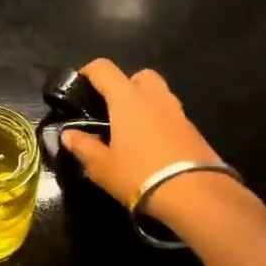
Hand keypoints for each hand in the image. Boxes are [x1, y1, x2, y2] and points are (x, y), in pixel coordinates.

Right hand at [58, 60, 242, 227]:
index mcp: (127, 98)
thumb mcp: (102, 166)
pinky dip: (160, 122)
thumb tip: (68, 134)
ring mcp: (178, 112)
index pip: (104, 69)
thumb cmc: (140, 174)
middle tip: (112, 107)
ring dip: (145, 104)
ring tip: (131, 129)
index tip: (79, 84)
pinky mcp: (195, 131)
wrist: (197, 196)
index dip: (88, 71)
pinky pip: (172, 116)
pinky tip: (152, 146)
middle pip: (139, 75)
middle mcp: (154, 97)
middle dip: (125, 84)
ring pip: (159, 94)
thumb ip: (83, 146)